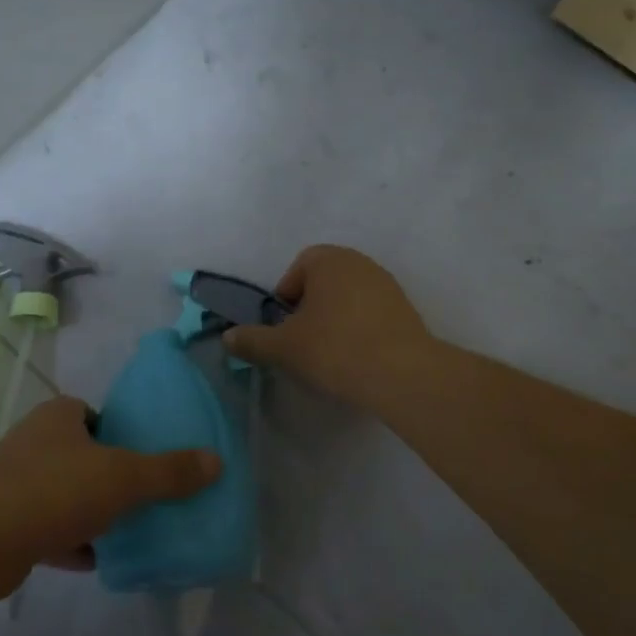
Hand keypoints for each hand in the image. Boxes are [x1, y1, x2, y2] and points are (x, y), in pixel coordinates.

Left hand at [0, 395, 219, 594]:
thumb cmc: (54, 489)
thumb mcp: (123, 476)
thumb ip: (169, 471)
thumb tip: (217, 461)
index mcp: (60, 416)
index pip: (96, 415)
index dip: (121, 433)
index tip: (145, 458)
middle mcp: (35, 442)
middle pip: (83, 456)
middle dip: (110, 477)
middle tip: (144, 498)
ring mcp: (17, 483)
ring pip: (67, 494)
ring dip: (93, 512)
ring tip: (130, 531)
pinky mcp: (7, 524)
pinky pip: (50, 529)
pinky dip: (73, 542)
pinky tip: (99, 561)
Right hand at [223, 244, 433, 412]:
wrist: (403, 375)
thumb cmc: (335, 349)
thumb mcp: (283, 348)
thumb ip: (252, 340)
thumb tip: (228, 337)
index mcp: (329, 260)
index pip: (297, 270)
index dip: (285, 300)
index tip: (285, 329)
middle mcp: (360, 263)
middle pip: (323, 284)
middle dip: (309, 310)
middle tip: (303, 343)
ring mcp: (387, 285)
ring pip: (348, 300)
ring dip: (335, 321)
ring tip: (330, 355)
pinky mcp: (407, 311)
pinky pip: (371, 315)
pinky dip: (359, 331)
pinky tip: (357, 359)